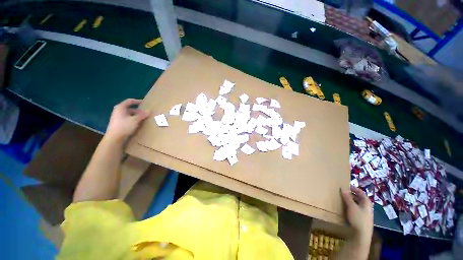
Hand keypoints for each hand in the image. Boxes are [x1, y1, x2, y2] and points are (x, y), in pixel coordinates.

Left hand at [105, 99, 149, 141]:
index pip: (129, 101)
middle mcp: (118, 111)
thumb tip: (149, 110)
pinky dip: (134, 119)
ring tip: (144, 118)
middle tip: (146, 112)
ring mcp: (118, 118)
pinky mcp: (119, 123)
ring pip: (129, 114)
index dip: (137, 101)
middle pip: (130, 108)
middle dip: (138, 110)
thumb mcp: (135, 120)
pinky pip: (128, 119)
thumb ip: (142, 115)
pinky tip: (138, 123)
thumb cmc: (124, 126)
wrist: (114, 138)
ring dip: (136, 115)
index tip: (144, 102)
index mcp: (120, 108)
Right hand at [341, 186, 373, 240]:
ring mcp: (364, 213)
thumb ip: (347, 197)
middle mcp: (366, 207)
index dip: (354, 188)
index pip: (361, 192)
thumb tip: (343, 188)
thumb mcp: (352, 206)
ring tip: (341, 198)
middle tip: (342, 191)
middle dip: (351, 194)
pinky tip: (344, 207)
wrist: (361, 235)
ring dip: (350, 201)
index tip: (346, 185)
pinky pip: (355, 209)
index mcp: (367, 203)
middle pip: (359, 198)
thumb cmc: (358, 219)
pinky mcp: (360, 219)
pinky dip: (350, 206)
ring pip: (357, 204)